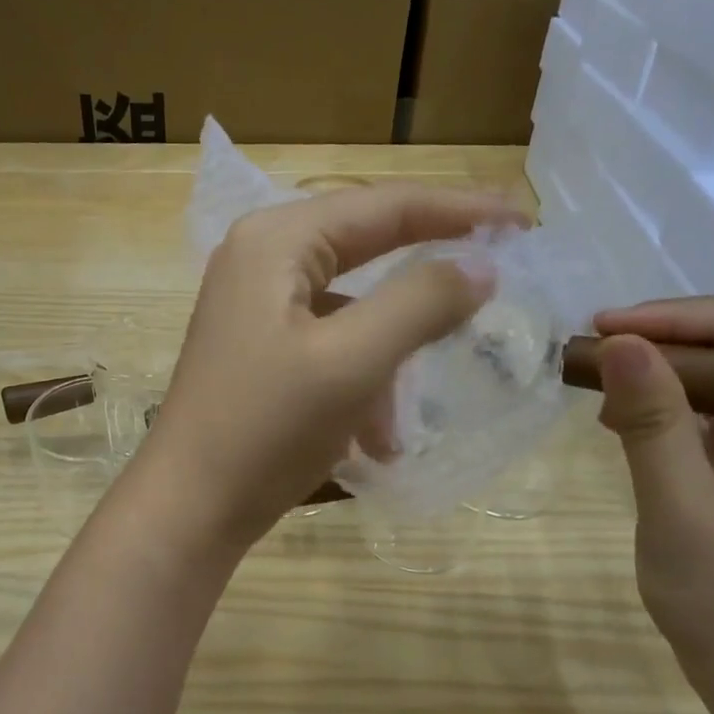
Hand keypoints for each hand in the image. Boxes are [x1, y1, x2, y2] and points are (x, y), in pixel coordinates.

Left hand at [134, 186, 525, 548]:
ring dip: (389, 359)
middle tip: (493, 285)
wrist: (189, 508)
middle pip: (366, 250)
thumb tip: (481, 265)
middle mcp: (261, 260)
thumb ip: (420, 303)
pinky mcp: (258, 350)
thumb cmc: (265, 428)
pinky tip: (373, 440)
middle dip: (425, 284)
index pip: (383, 206)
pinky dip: (359, 384)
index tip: (523, 224)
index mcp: (277, 242)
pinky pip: (328, 347)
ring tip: (403, 418)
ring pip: (351, 310)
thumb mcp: (352, 363)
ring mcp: (255, 307)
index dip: (458, 211)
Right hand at [592, 294, 713, 713]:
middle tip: (588, 362)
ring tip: (595, 393)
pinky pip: (713, 425)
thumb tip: (623, 342)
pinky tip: (621, 432)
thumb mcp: (681, 510)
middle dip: (663, 343)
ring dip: (660, 379)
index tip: (607, 332)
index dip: (680, 313)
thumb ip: (653, 422)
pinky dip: (666, 416)